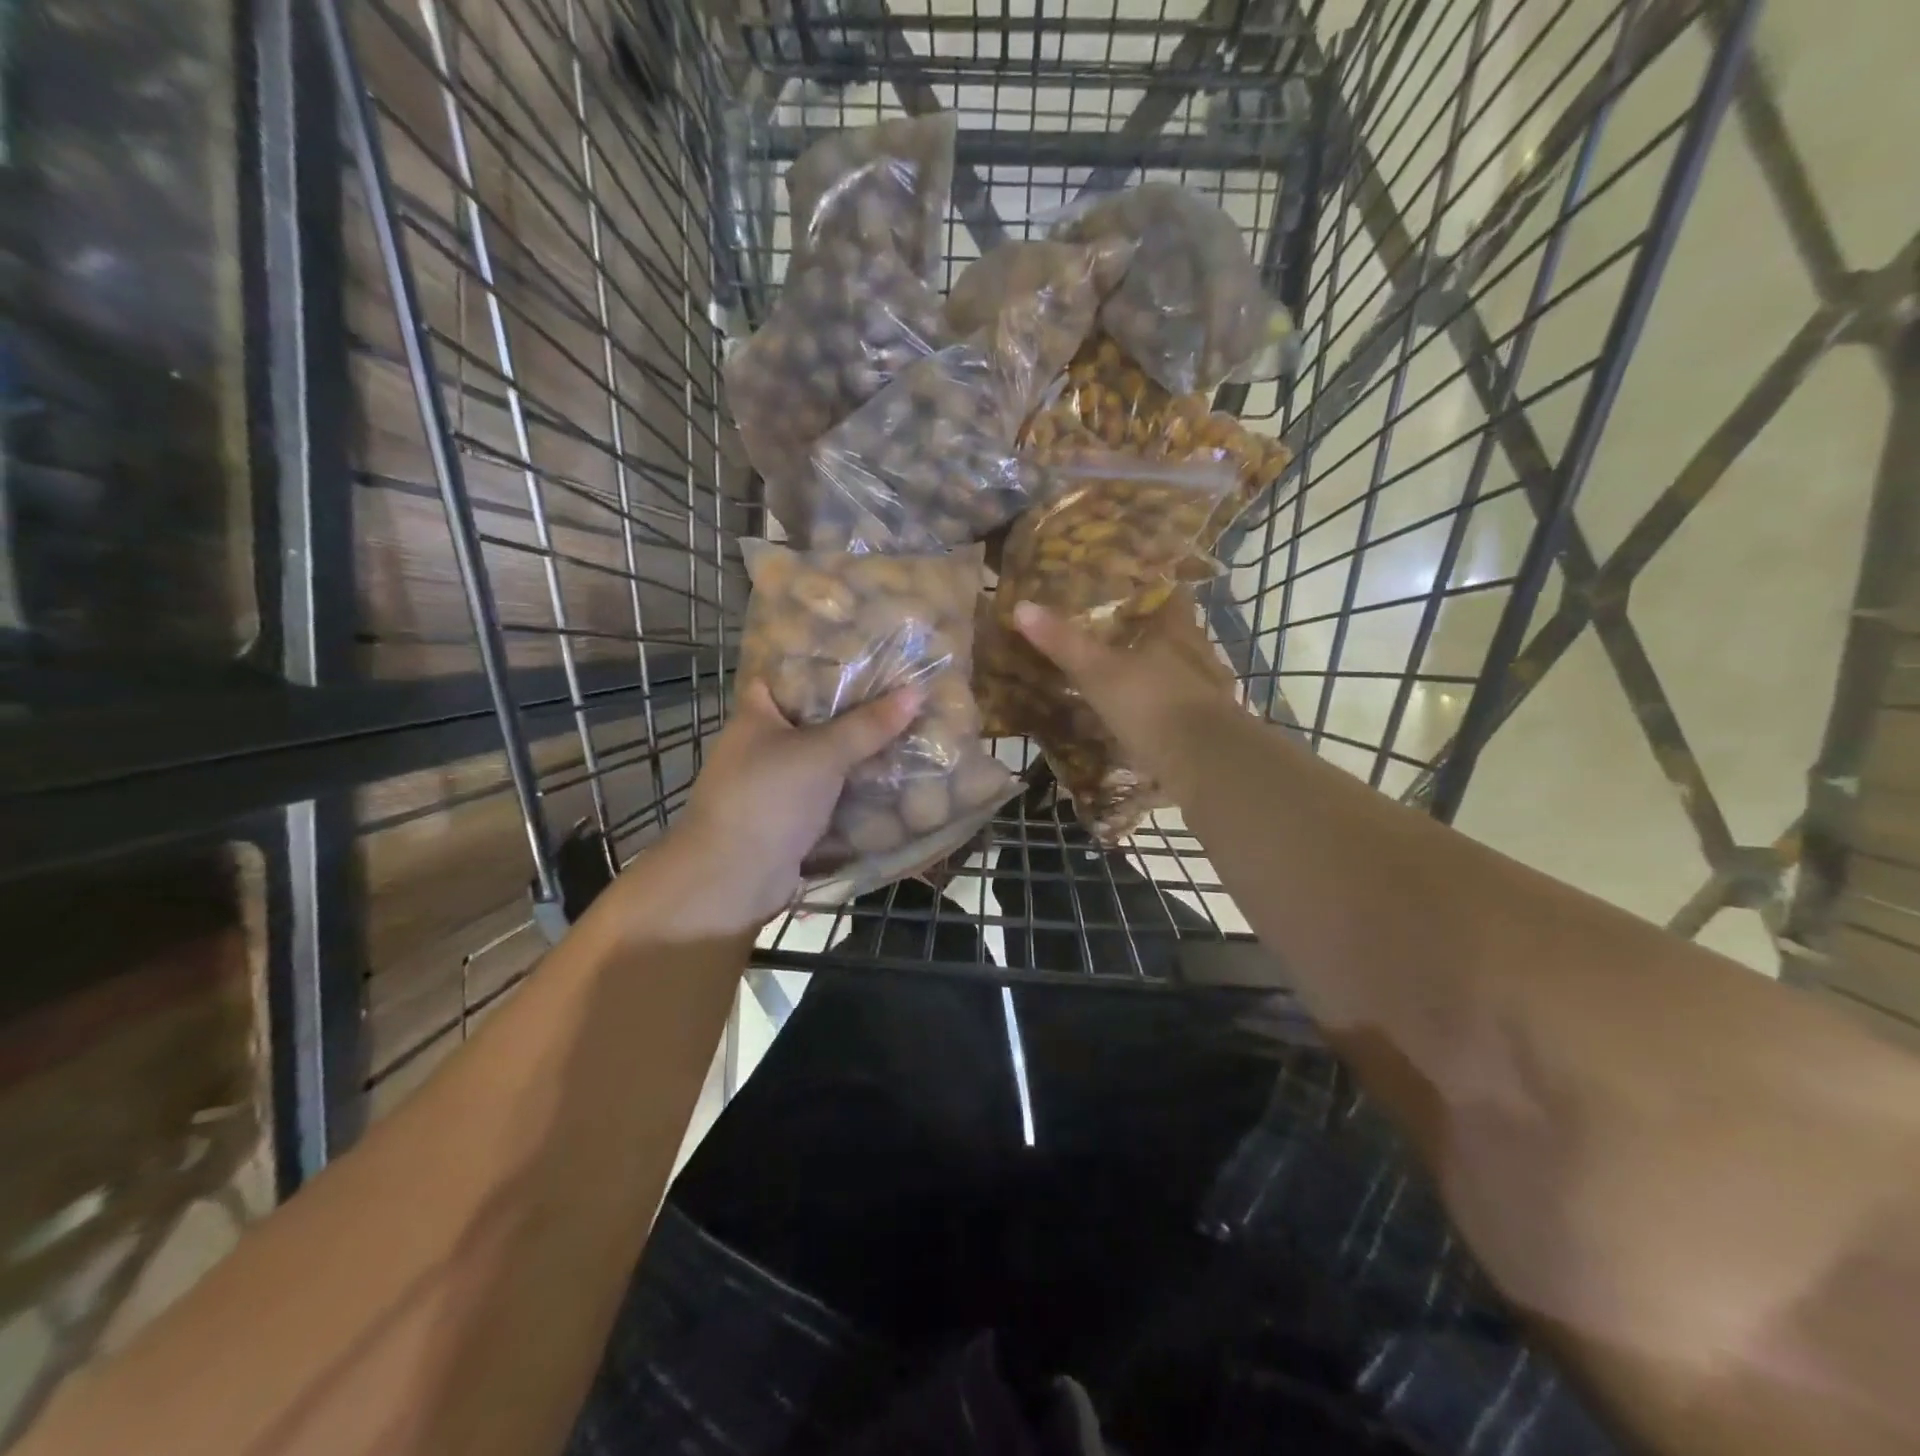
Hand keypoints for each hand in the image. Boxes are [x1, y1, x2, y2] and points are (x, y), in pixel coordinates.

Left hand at [657, 679, 921, 932]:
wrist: (734, 878)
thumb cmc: (768, 798)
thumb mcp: (822, 753)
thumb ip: (868, 724)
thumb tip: (916, 691)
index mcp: (756, 715)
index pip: (788, 674)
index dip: (824, 663)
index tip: (868, 656)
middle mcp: (764, 745)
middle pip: (816, 718)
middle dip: (857, 712)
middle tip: (903, 695)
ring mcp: (778, 784)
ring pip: (827, 760)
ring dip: (862, 755)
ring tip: (911, 733)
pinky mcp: (793, 819)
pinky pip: (832, 795)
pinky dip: (858, 789)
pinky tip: (895, 779)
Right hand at [1011, 590, 1235, 798]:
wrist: (1205, 764)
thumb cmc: (1151, 704)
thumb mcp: (1098, 672)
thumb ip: (1063, 642)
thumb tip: (1022, 606)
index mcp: (1178, 631)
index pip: (1169, 594)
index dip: (1150, 587)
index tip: (1124, 586)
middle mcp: (1198, 654)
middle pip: (1175, 633)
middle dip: (1148, 633)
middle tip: (1112, 634)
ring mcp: (1208, 692)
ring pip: (1179, 671)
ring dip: (1156, 672)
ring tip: (1124, 676)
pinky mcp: (1208, 727)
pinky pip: (1179, 707)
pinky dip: (1161, 708)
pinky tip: (1142, 718)